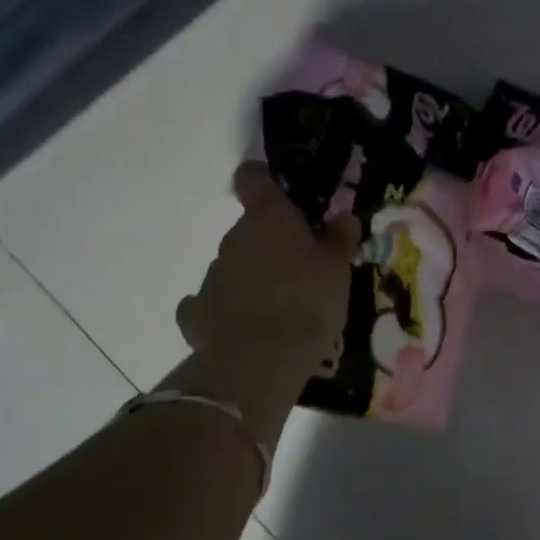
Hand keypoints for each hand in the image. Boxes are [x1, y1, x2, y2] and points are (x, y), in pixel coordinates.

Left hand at [176, 163, 359, 373]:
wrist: (262, 359)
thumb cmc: (308, 302)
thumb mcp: (338, 269)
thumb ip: (339, 239)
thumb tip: (343, 216)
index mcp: (268, 219)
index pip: (253, 179)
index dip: (262, 180)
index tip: (275, 191)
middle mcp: (233, 239)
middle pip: (249, 230)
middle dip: (270, 245)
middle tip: (300, 271)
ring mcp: (211, 276)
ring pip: (233, 267)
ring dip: (252, 279)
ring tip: (278, 309)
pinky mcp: (196, 314)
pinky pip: (209, 304)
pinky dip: (223, 311)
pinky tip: (240, 327)